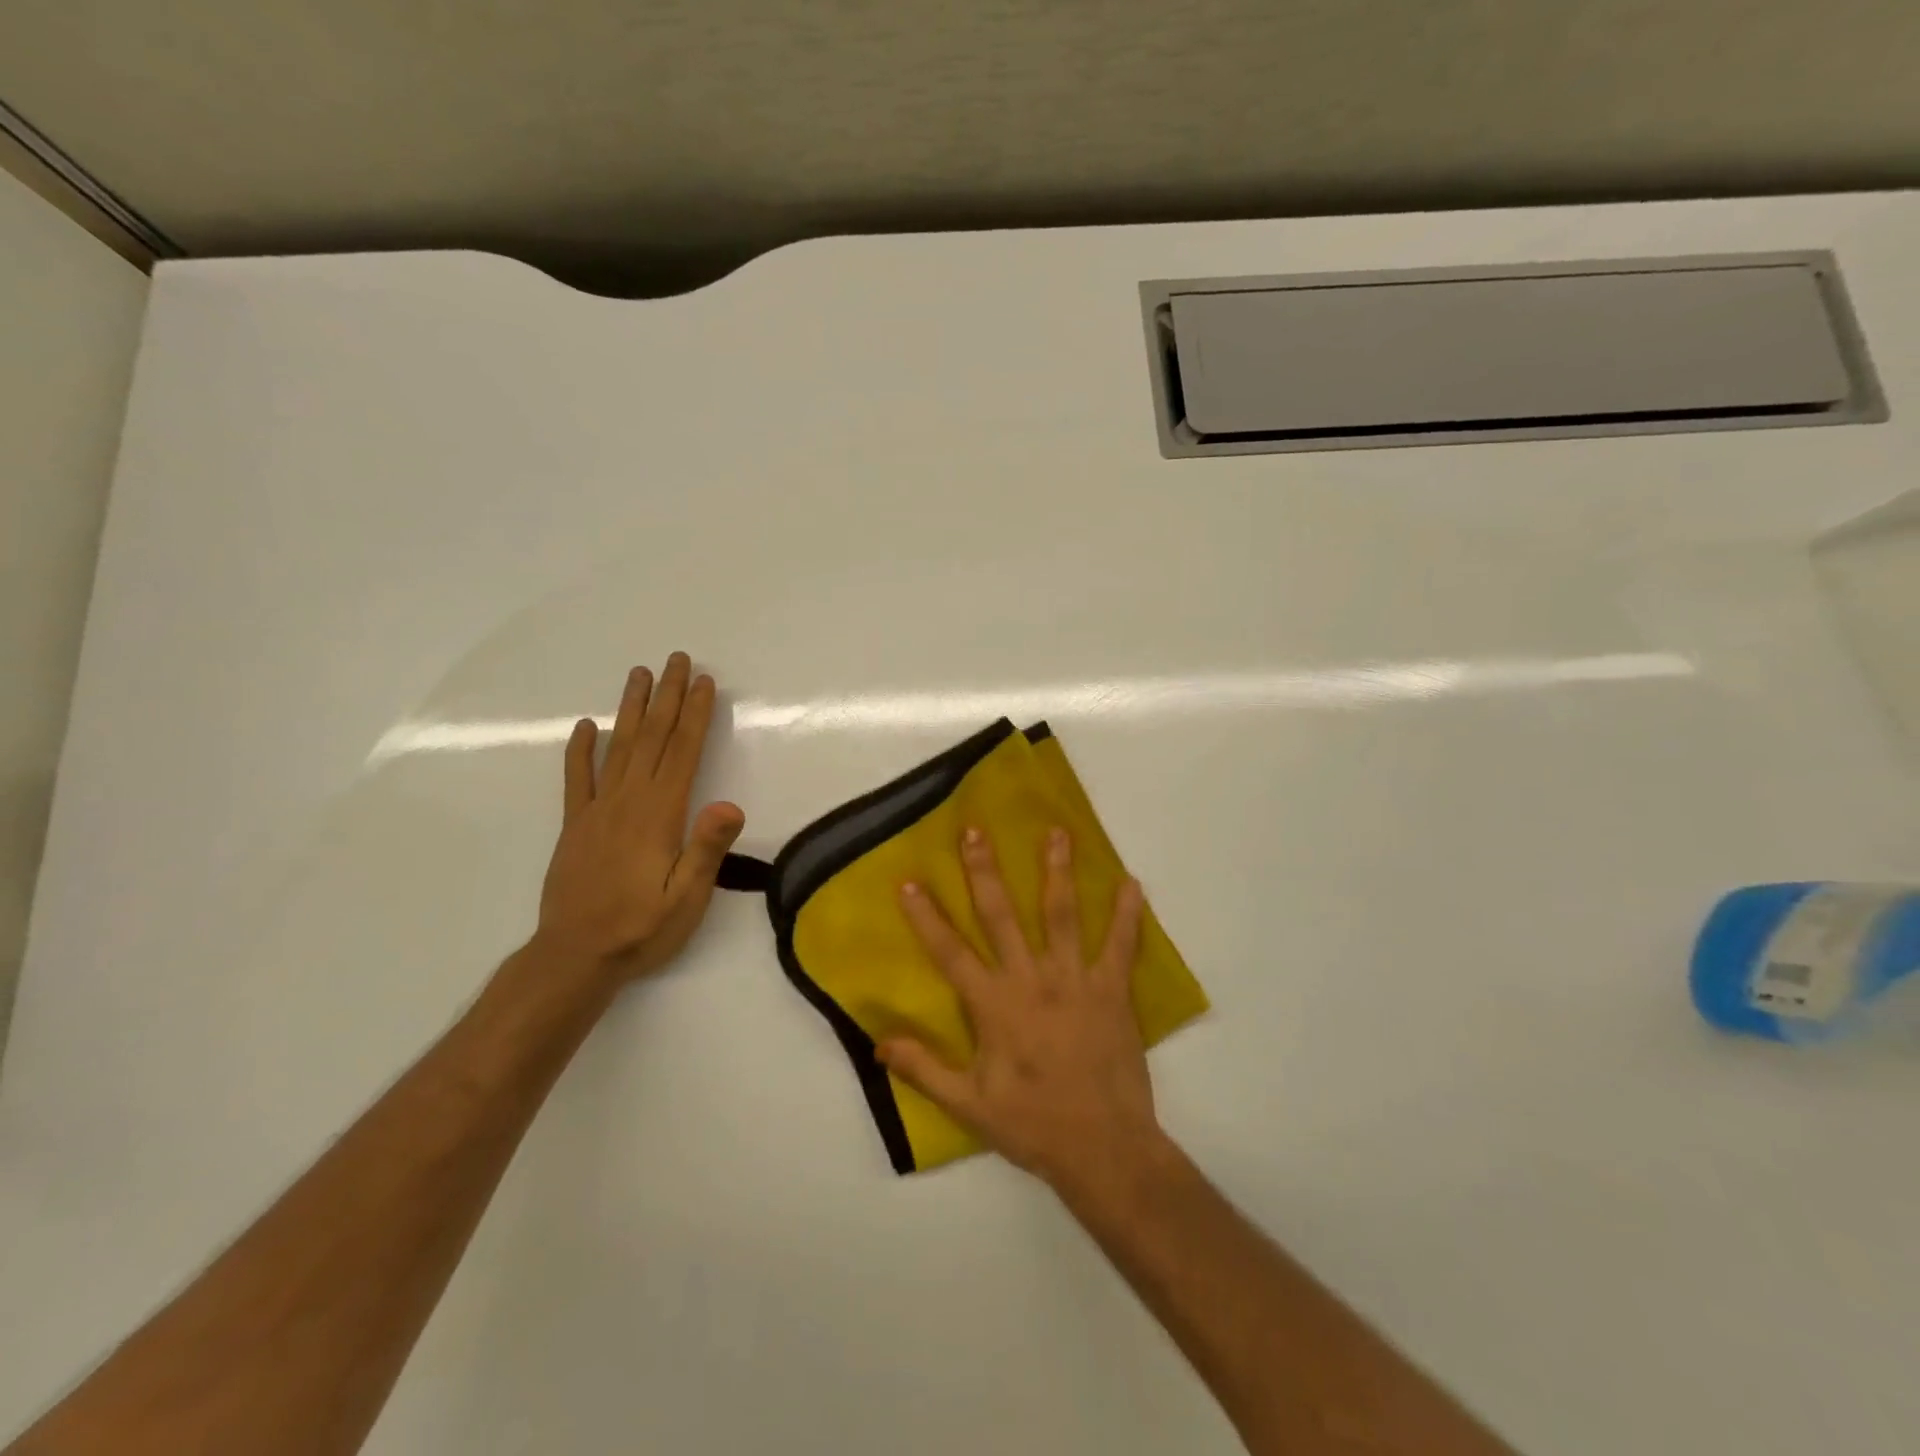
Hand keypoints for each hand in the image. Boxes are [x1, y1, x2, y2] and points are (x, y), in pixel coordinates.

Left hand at [535, 653, 744, 984]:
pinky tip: (585, 727)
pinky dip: (580, 750)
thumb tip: (730, 804)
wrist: (575, 957)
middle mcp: (628, 802)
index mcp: (660, 815)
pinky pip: (577, 779)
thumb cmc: (642, 929)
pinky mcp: (575, 826)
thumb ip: (706, 849)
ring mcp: (597, 811)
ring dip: (632, 709)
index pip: (683, 753)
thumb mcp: (687, 898)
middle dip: (668, 697)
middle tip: (677, 660)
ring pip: (619, 748)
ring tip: (640, 675)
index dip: (696, 715)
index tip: (705, 682)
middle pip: (653, 739)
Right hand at [880, 825, 1166, 1195]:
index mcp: (994, 1006)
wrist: (1104, 1148)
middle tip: (976, 830)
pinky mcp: (1112, 991)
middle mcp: (1031, 980)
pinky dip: (1127, 914)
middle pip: (1002, 916)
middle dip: (986, 871)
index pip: (951, 953)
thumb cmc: (1033, 1125)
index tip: (910, 881)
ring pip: (1062, 916)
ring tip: (1057, 833)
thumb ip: (924, 1069)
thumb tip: (878, 1042)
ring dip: (1057, 872)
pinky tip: (1132, 883)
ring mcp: (1075, 981)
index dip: (927, 917)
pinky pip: (1120, 946)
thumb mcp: (968, 1104)